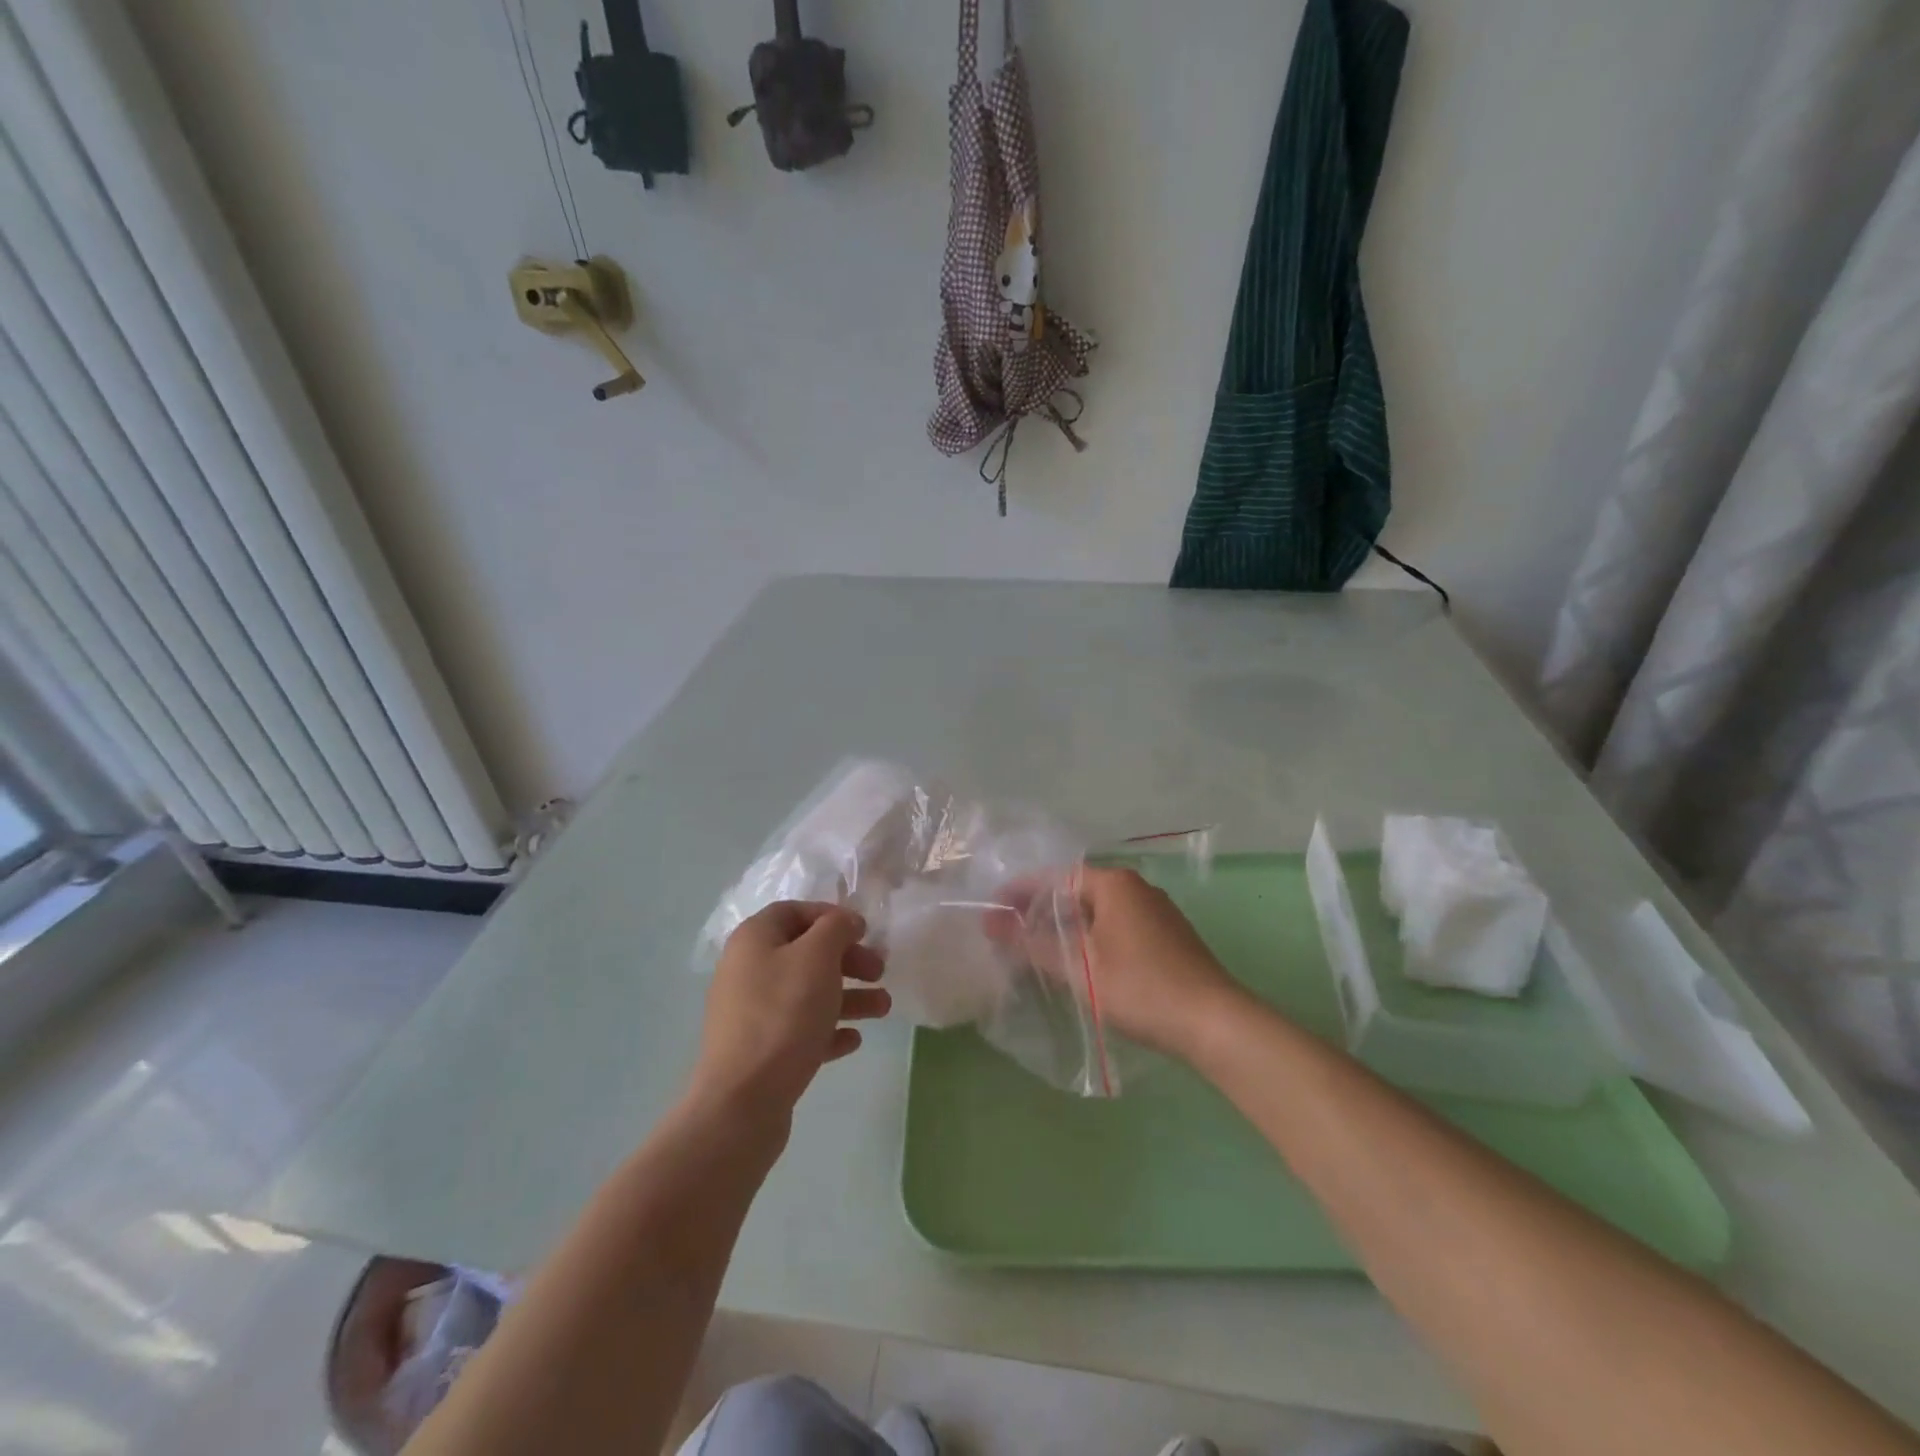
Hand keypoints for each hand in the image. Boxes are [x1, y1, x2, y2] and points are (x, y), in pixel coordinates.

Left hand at [692, 902, 889, 1117]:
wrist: (743, 1100)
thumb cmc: (783, 1014)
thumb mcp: (817, 957)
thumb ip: (836, 928)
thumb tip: (845, 922)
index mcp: (754, 940)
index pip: (795, 911)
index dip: (831, 916)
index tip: (864, 932)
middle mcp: (748, 970)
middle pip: (805, 953)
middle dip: (847, 959)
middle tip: (879, 971)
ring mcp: (752, 1013)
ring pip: (807, 993)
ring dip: (848, 996)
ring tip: (883, 1008)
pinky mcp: (760, 1051)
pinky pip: (800, 1030)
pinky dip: (828, 1030)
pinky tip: (853, 1040)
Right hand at [990, 866, 1242, 1060]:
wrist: (1215, 1023)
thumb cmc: (1140, 987)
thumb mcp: (1078, 968)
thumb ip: (1031, 943)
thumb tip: (990, 922)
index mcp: (1115, 884)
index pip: (1057, 876)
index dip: (1023, 891)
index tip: (996, 909)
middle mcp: (1137, 888)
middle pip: (1079, 891)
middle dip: (1045, 910)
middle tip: (1012, 931)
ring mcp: (1158, 912)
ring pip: (1100, 911)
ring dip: (1070, 926)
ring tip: (1039, 949)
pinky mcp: (1169, 938)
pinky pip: (1118, 927)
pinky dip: (1094, 937)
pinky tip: (1083, 963)